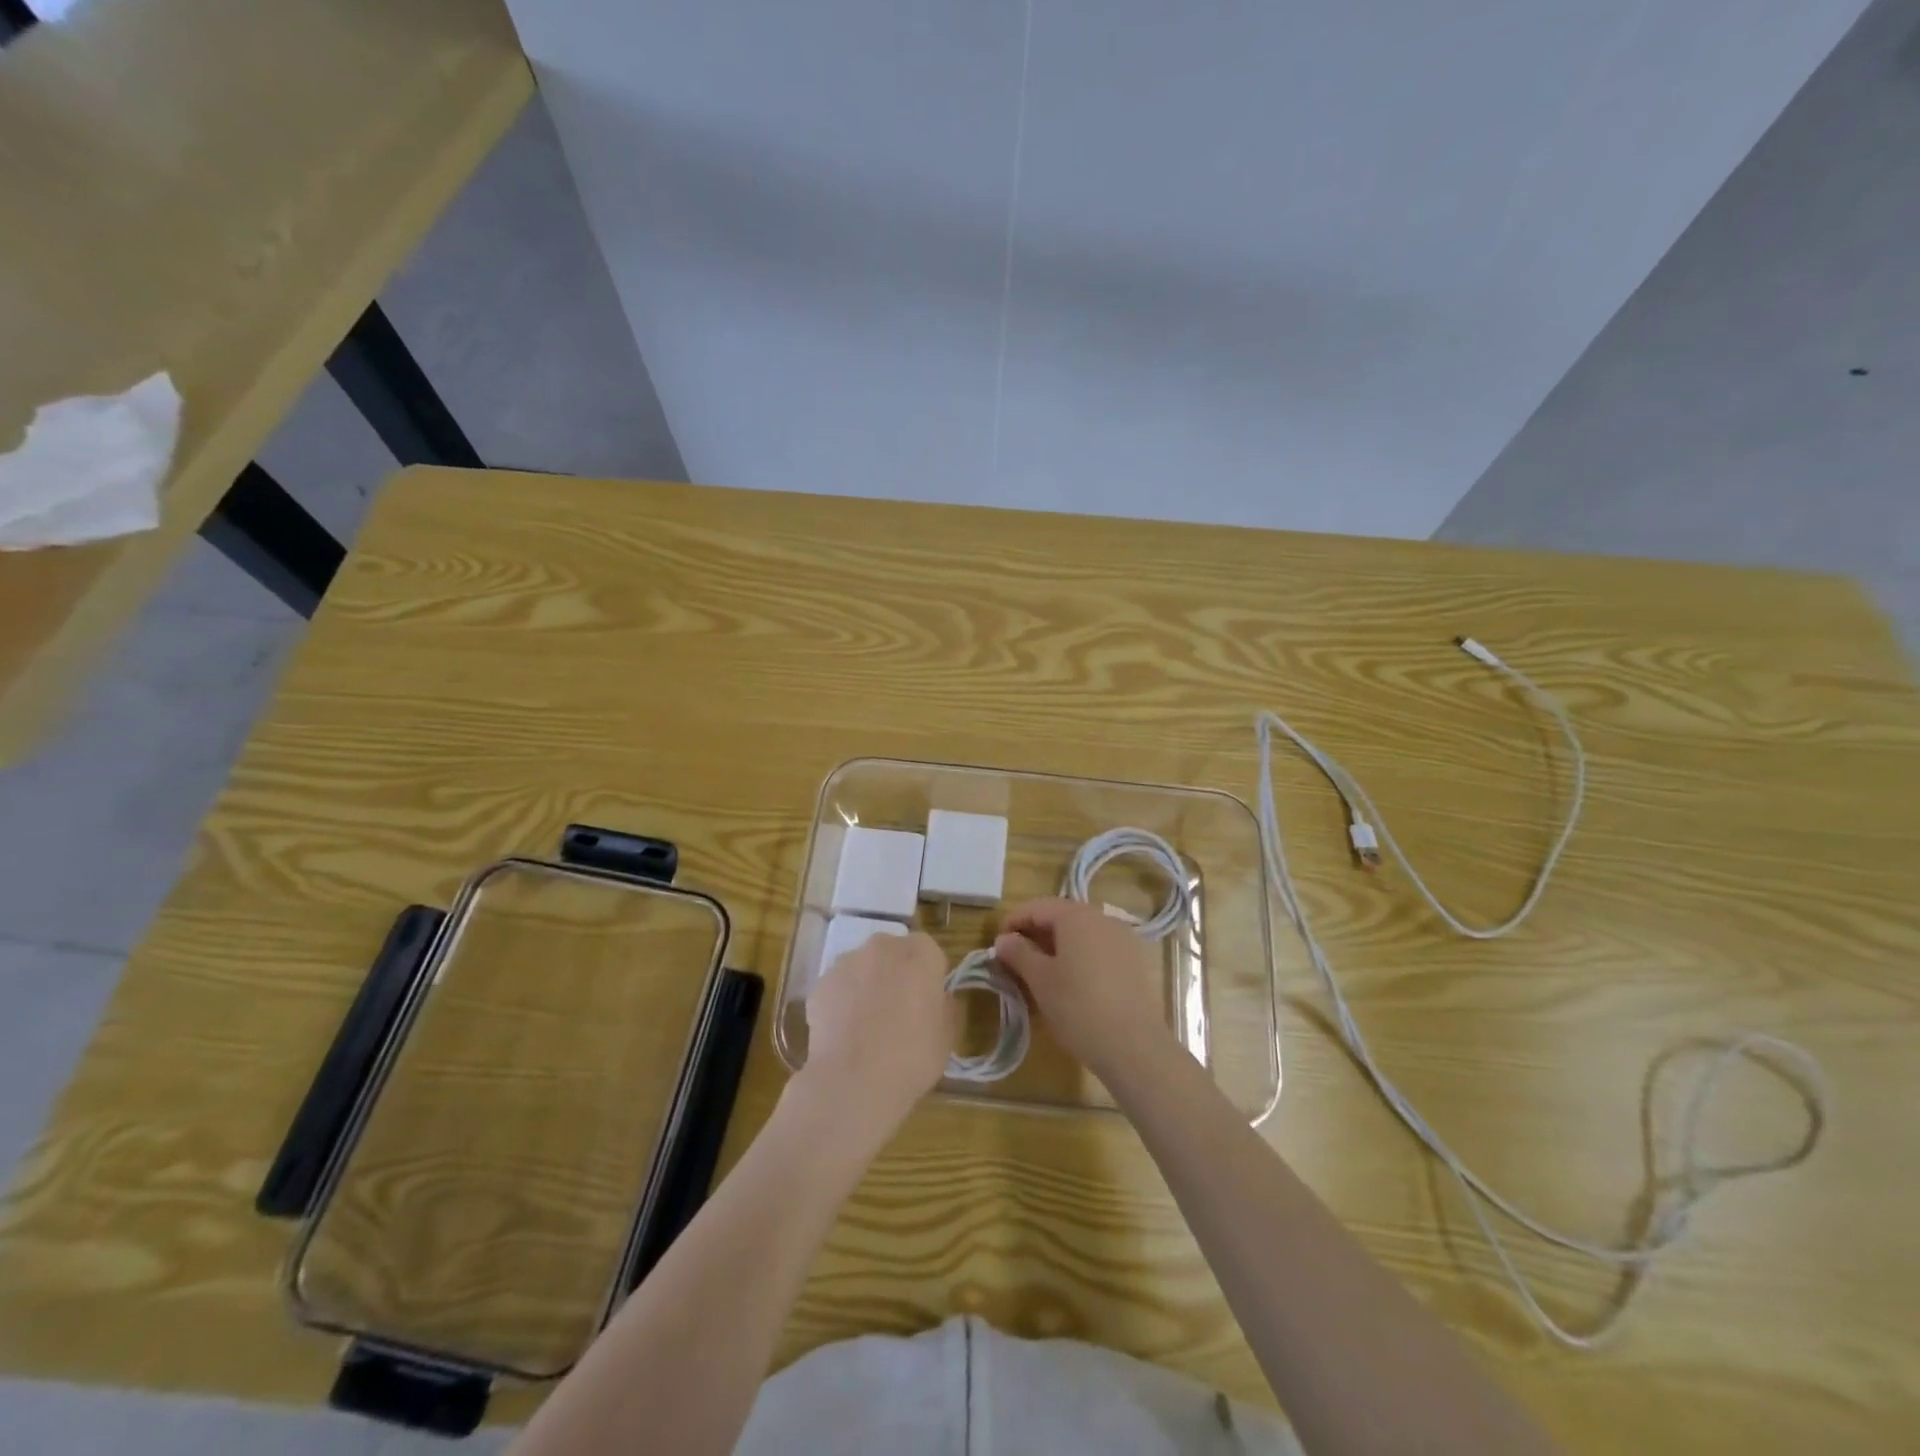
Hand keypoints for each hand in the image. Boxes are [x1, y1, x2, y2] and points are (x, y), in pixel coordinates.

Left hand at [802, 932, 955, 1138]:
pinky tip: (844, 1033)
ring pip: (863, 967)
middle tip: (898, 1011)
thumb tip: (938, 999)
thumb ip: (946, 1007)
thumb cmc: (912, 1057)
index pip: (930, 953)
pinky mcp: (820, 983)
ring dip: (868, 985)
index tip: (928, 1002)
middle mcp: (883, 947)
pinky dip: (842, 1002)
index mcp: (920, 953)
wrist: (853, 1081)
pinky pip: (838, 987)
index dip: (930, 977)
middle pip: (893, 953)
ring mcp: (847, 962)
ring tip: (867, 1026)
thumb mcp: (947, 1036)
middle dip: (897, 974)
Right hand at [993, 898, 1173, 1085]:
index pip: (1037, 907)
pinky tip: (1071, 981)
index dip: (1013, 921)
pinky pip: (1098, 948)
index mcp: (1076, 916)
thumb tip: (1003, 939)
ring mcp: (1122, 939)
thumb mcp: (1040, 980)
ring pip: (1081, 933)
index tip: (997, 945)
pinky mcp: (1134, 961)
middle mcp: (1102, 918)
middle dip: (1035, 933)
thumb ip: (1018, 953)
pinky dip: (1079, 956)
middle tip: (1015, 959)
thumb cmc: (1078, 1007)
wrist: (1134, 1046)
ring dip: (1057, 945)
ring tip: (1040, 971)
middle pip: (1061, 916)